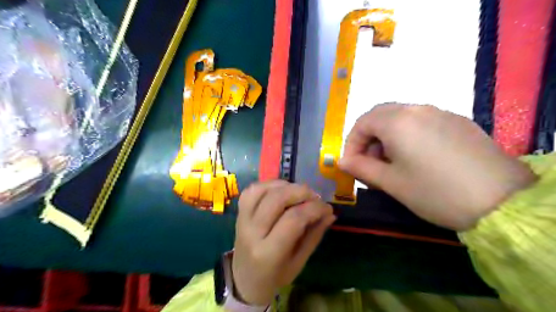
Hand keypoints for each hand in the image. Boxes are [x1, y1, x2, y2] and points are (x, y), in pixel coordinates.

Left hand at [232, 181, 333, 303]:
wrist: (245, 279)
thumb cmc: (275, 275)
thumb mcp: (299, 262)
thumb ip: (314, 235)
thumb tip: (330, 213)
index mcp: (268, 253)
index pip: (293, 219)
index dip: (314, 208)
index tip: (327, 208)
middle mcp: (252, 233)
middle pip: (277, 199)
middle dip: (301, 192)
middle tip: (315, 196)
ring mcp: (242, 220)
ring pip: (262, 190)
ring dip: (285, 185)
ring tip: (299, 192)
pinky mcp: (239, 212)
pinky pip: (252, 190)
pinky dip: (269, 184)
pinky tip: (282, 189)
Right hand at [336, 103, 535, 229]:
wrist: (502, 201)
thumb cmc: (434, 192)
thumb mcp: (390, 182)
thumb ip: (361, 168)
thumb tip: (341, 161)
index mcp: (398, 121)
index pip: (362, 123)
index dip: (351, 143)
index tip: (352, 164)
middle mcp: (418, 109)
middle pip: (380, 116)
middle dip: (368, 138)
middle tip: (371, 163)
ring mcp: (440, 113)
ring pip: (401, 118)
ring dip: (387, 137)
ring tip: (393, 163)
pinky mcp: (457, 122)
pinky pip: (421, 122)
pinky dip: (407, 136)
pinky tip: (417, 159)